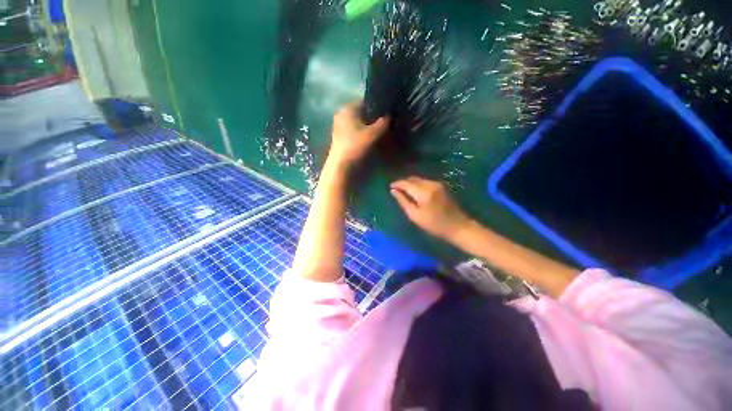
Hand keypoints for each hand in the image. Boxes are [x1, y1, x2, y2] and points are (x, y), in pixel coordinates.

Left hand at [328, 101, 389, 167]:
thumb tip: (390, 116)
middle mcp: (342, 115)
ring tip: (382, 133)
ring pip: (359, 124)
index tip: (389, 113)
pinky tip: (372, 142)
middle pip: (362, 114)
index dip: (378, 106)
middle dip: (374, 118)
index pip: (366, 102)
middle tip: (387, 124)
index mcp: (348, 109)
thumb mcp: (373, 134)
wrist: (341, 168)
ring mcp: (340, 128)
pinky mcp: (341, 139)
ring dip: (369, 128)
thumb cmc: (356, 146)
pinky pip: (355, 133)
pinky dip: (363, 135)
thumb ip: (383, 123)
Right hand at [390, 177, 471, 240]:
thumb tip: (393, 191)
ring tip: (403, 190)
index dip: (397, 184)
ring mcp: (437, 184)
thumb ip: (403, 201)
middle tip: (395, 189)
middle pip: (412, 179)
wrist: (458, 226)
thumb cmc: (434, 225)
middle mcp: (430, 184)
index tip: (390, 187)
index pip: (406, 183)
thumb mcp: (415, 216)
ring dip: (410, 183)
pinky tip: (414, 191)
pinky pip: (425, 181)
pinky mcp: (441, 186)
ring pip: (419, 179)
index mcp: (423, 192)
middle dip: (403, 182)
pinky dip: (417, 184)